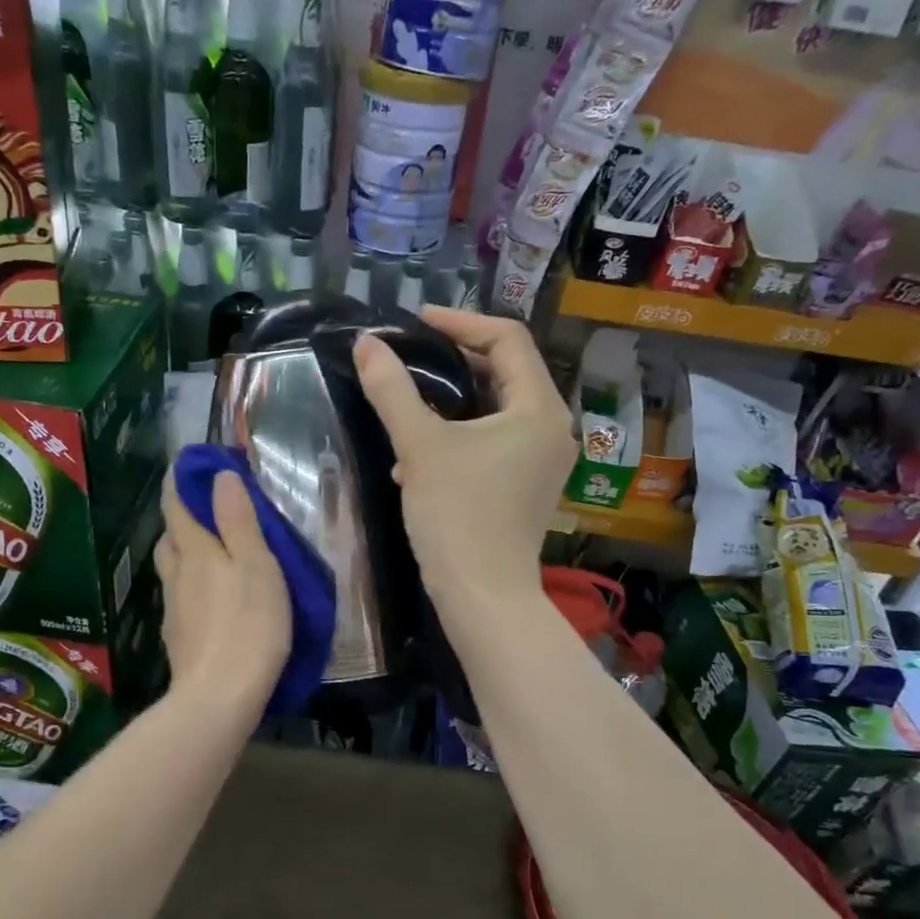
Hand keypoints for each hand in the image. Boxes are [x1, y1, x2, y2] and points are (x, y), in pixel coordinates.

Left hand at [154, 468, 291, 714]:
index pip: (177, 506)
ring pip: (172, 570)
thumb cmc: (248, 624)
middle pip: (169, 538)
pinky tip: (210, 601)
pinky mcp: (179, 639)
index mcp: (196, 551)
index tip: (189, 466)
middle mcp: (176, 575)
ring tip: (211, 555)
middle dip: (181, 519)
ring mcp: (173, 609)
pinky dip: (191, 588)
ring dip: (184, 554)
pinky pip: (180, 599)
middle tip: (206, 513)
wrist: (220, 696)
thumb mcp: (255, 564)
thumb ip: (238, 520)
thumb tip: (220, 476)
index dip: (180, 483)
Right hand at [354, 306, 575, 611]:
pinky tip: (421, 456)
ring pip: (499, 409)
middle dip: (457, 359)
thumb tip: (367, 344)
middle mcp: (552, 428)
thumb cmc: (457, 516)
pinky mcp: (529, 486)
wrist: (483, 597)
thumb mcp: (419, 446)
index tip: (416, 321)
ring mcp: (544, 461)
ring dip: (455, 399)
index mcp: (538, 408)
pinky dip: (463, 434)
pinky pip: (497, 441)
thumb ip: (392, 389)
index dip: (460, 321)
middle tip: (412, 354)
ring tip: (410, 402)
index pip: (507, 339)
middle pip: (507, 371)